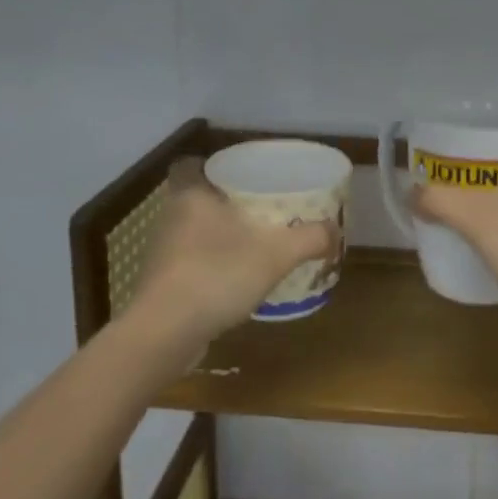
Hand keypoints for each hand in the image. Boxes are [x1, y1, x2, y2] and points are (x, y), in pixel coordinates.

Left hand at [126, 158, 336, 346]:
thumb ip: (310, 238)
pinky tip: (236, 279)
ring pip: (193, 231)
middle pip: (195, 197)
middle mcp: (171, 218)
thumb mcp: (276, 254)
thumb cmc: (216, 275)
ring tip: (254, 242)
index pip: (188, 164)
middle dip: (224, 201)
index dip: (209, 164)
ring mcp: (162, 253)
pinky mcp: (162, 284)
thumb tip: (335, 231)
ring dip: (218, 236)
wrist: (164, 335)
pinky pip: (190, 263)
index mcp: (191, 195)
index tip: (237, 173)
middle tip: (259, 207)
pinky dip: (210, 266)